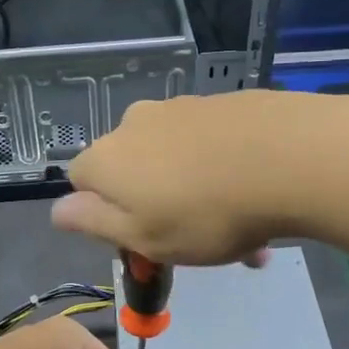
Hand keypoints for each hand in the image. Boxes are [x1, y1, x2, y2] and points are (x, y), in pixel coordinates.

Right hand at [51, 90, 330, 264]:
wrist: (290, 158)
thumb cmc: (205, 214)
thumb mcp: (142, 236)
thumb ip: (93, 222)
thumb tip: (57, 210)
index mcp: (108, 158)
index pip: (82, 182)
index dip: (105, 215)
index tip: (142, 241)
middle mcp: (136, 124)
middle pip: (133, 171)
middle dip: (158, 208)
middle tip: (197, 245)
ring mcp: (182, 109)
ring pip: (178, 162)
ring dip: (199, 197)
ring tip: (246, 237)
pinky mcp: (224, 104)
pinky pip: (213, 147)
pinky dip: (225, 173)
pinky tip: (260, 200)